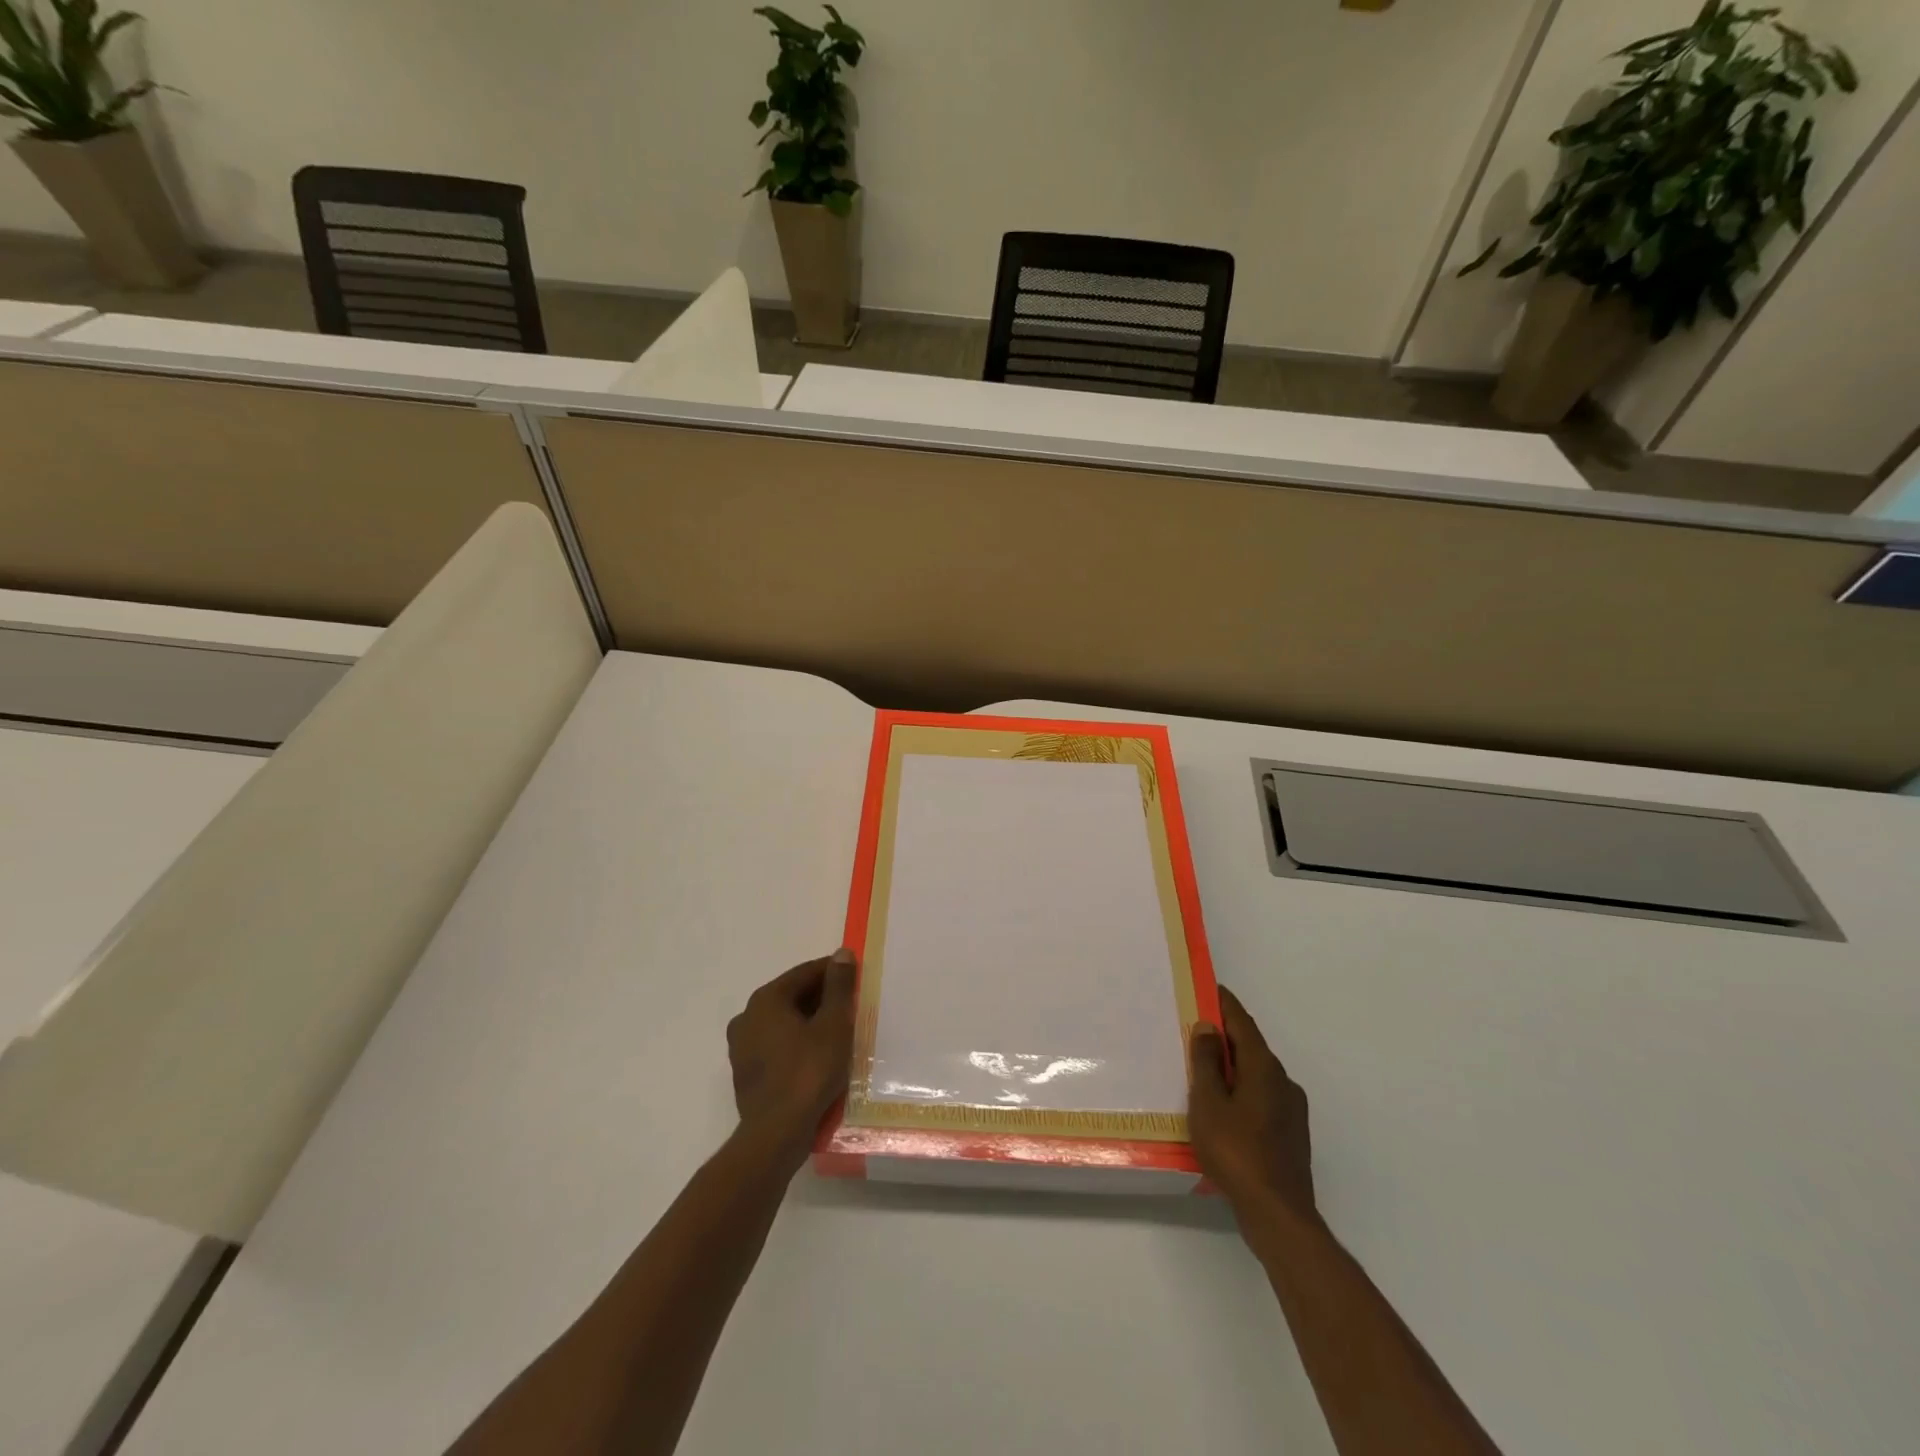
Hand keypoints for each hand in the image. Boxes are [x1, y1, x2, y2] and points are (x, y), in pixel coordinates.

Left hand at [726, 949, 856, 1167]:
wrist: (776, 1135)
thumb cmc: (808, 1072)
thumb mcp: (833, 1025)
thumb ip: (838, 987)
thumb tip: (841, 954)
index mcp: (766, 999)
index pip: (805, 973)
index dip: (834, 971)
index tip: (857, 976)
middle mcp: (748, 1017)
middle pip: (792, 996)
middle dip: (823, 997)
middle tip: (853, 1005)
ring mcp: (742, 1047)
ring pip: (784, 1022)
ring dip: (810, 1022)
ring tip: (840, 1032)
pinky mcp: (746, 1073)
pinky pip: (777, 1046)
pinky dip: (798, 1043)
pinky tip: (819, 1057)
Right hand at [1188, 986, 1317, 1221]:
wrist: (1278, 1215)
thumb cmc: (1236, 1152)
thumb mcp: (1208, 1103)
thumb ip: (1207, 1062)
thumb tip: (1209, 1027)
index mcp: (1263, 1068)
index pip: (1242, 1022)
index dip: (1224, 1003)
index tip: (1207, 987)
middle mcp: (1283, 1081)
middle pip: (1250, 1048)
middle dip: (1224, 1037)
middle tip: (1195, 1030)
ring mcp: (1291, 1110)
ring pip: (1257, 1076)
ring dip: (1232, 1067)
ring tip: (1203, 1072)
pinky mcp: (1291, 1135)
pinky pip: (1262, 1099)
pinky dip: (1241, 1092)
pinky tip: (1223, 1110)